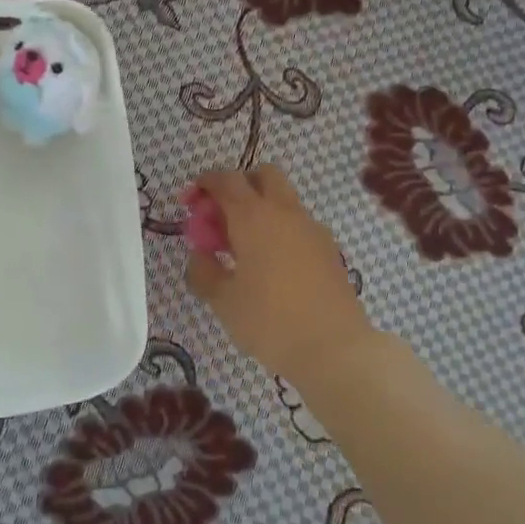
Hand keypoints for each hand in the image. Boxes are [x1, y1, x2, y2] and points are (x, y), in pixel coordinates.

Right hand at [184, 164, 376, 386]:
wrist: (334, 348)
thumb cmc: (269, 322)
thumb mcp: (222, 300)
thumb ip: (203, 269)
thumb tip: (200, 254)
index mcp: (253, 217)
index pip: (226, 179)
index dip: (204, 184)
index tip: (190, 202)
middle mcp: (285, 212)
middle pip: (263, 175)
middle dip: (238, 186)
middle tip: (221, 218)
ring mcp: (312, 229)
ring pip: (283, 199)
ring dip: (260, 209)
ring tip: (242, 248)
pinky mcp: (329, 249)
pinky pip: (297, 224)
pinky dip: (279, 229)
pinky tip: (270, 266)